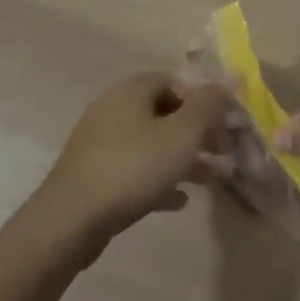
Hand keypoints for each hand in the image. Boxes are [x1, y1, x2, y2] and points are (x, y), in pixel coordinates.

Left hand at [35, 72, 230, 243]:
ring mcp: (99, 142)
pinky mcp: (92, 173)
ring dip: (180, 157)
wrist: (70, 219)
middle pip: (163, 112)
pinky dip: (157, 179)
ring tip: (205, 180)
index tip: (224, 125)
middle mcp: (113, 108)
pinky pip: (133, 169)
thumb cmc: (133, 168)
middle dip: (195, 132)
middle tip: (220, 154)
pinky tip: (177, 201)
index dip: (204, 100)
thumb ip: (209, 106)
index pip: (175, 80)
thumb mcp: (183, 134)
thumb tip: (229, 80)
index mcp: (132, 90)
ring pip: (150, 142)